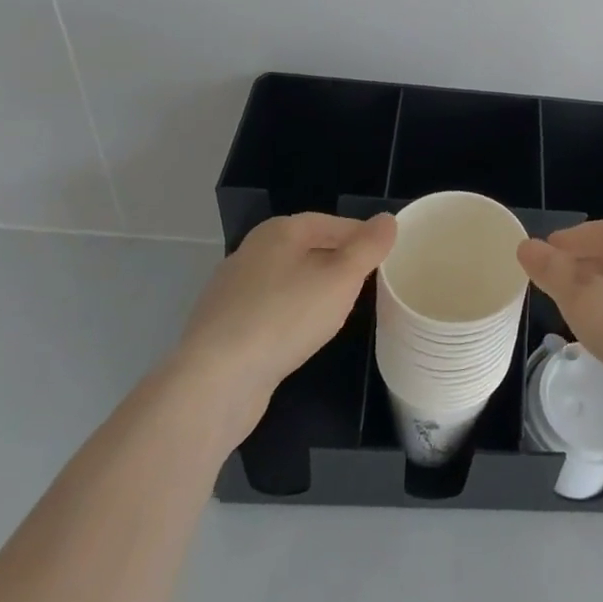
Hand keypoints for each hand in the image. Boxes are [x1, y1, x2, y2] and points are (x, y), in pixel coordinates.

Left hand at [176, 211, 396, 399]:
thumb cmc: (286, 318)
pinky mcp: (222, 327)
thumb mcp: (341, 278)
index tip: (384, 258)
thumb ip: (368, 247)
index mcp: (279, 232)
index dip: (361, 237)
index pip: (331, 223)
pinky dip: (288, 317)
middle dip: (337, 264)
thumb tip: (387, 219)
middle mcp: (251, 252)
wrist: (215, 382)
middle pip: (307, 249)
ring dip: (312, 292)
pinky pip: (267, 311)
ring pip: (286, 281)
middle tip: (366, 285)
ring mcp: (231, 291)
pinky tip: (299, 339)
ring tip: (337, 312)